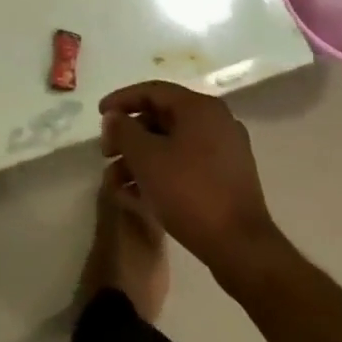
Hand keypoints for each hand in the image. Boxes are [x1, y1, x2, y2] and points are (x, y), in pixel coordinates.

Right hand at [99, 81, 283, 281]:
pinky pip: (186, 165)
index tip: (99, 115)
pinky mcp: (228, 181)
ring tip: (115, 182)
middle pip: (161, 119)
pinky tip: (137, 196)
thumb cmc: (190, 192)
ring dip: (140, 159)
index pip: (151, 91)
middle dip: (129, 136)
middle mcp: (216, 122)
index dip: (121, 100)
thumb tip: (115, 118)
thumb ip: (123, 130)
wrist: (242, 250)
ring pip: (171, 146)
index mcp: (199, 108)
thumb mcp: (146, 157)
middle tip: (106, 152)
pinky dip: (160, 173)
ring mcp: (225, 153)